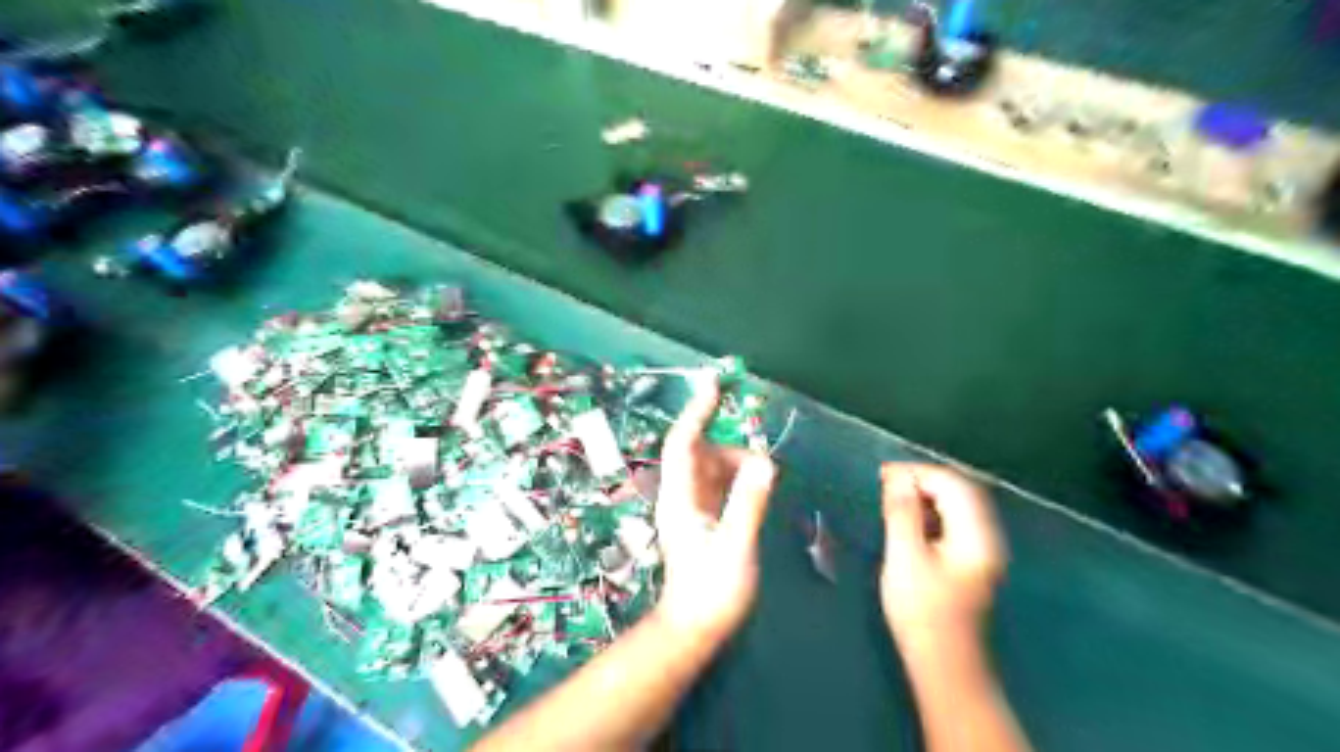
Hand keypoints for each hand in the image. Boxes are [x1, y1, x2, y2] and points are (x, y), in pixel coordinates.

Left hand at [659, 369, 781, 640]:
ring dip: (737, 468)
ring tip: (762, 484)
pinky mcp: (701, 519)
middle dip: (732, 451)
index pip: (683, 442)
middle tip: (763, 470)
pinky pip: (718, 486)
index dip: (697, 411)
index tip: (715, 383)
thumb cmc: (711, 591)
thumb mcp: (735, 546)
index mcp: (680, 497)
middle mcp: (681, 496)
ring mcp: (690, 508)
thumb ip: (748, 503)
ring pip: (712, 469)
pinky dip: (737, 481)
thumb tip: (764, 462)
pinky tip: (754, 492)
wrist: (694, 628)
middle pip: (701, 453)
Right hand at [882, 463, 1005, 658]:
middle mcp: (986, 537)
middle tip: (885, 481)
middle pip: (959, 491)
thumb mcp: (905, 558)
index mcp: (976, 535)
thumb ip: (902, 514)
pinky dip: (930, 511)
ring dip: (926, 494)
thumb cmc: (922, 613)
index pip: (952, 484)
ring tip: (892, 495)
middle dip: (922, 479)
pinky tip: (908, 518)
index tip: (883, 474)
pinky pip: (953, 521)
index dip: (917, 472)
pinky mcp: (970, 561)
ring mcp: (981, 550)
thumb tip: (897, 478)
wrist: (944, 665)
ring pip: (957, 505)